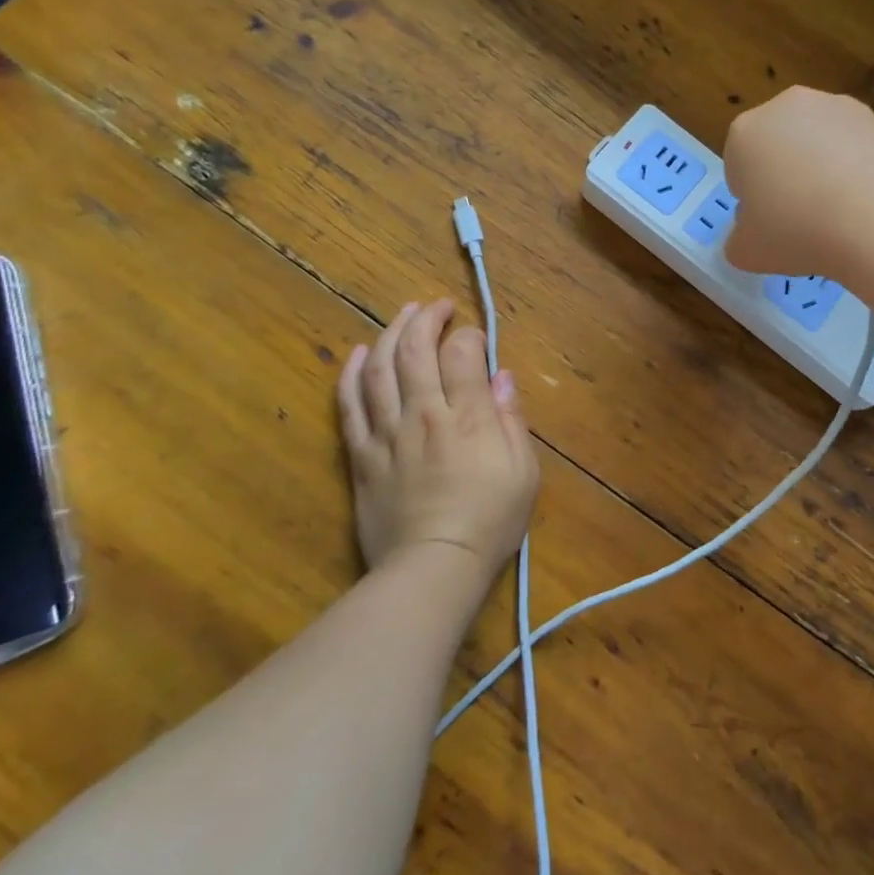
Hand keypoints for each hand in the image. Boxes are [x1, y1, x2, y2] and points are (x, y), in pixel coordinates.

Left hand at [337, 299, 539, 585]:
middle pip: (417, 350)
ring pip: (381, 368)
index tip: (475, 337)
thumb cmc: (490, 521)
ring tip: (403, 314)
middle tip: (436, 306)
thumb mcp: (523, 471)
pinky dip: (352, 374)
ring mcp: (387, 432)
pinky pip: (350, 405)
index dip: (468, 335)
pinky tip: (360, 353)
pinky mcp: (361, 455)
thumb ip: (511, 419)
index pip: (462, 354)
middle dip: (427, 318)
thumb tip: (501, 377)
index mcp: (468, 416)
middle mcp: (424, 413)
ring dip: (391, 333)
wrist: (434, 568)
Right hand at [722, 86, 873, 276]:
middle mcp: (788, 107)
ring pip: (818, 142)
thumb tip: (753, 231)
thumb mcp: (746, 252)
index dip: (750, 197)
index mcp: (745, 132)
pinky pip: (855, 148)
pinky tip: (863, 203)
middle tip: (797, 217)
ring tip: (836, 212)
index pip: (737, 165)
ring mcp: (837, 108)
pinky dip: (855, 169)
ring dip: (820, 167)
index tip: (765, 223)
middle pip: (777, 144)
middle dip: (784, 173)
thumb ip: (739, 238)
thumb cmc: (796, 232)